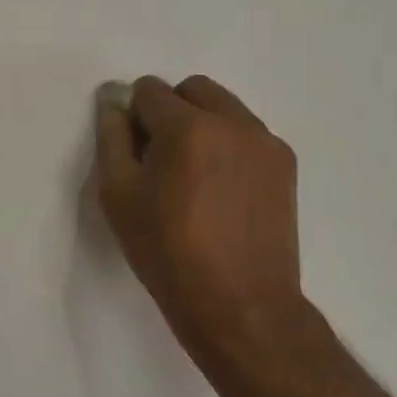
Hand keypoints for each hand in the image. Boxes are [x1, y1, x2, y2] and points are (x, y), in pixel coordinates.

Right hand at [95, 75, 319, 390]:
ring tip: (194, 178)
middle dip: (170, 111)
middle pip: (192, 89)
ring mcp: (265, 142)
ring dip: (202, 125)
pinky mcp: (285, 164)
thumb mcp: (119, 196)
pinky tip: (221, 191)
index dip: (134, 117)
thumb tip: (114, 102)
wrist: (241, 306)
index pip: (149, 90)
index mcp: (189, 127)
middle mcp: (234, 122)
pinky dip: (228, 145)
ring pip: (223, 108)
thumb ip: (112, 138)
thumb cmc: (168, 253)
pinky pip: (247, 134)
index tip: (135, 154)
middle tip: (162, 160)